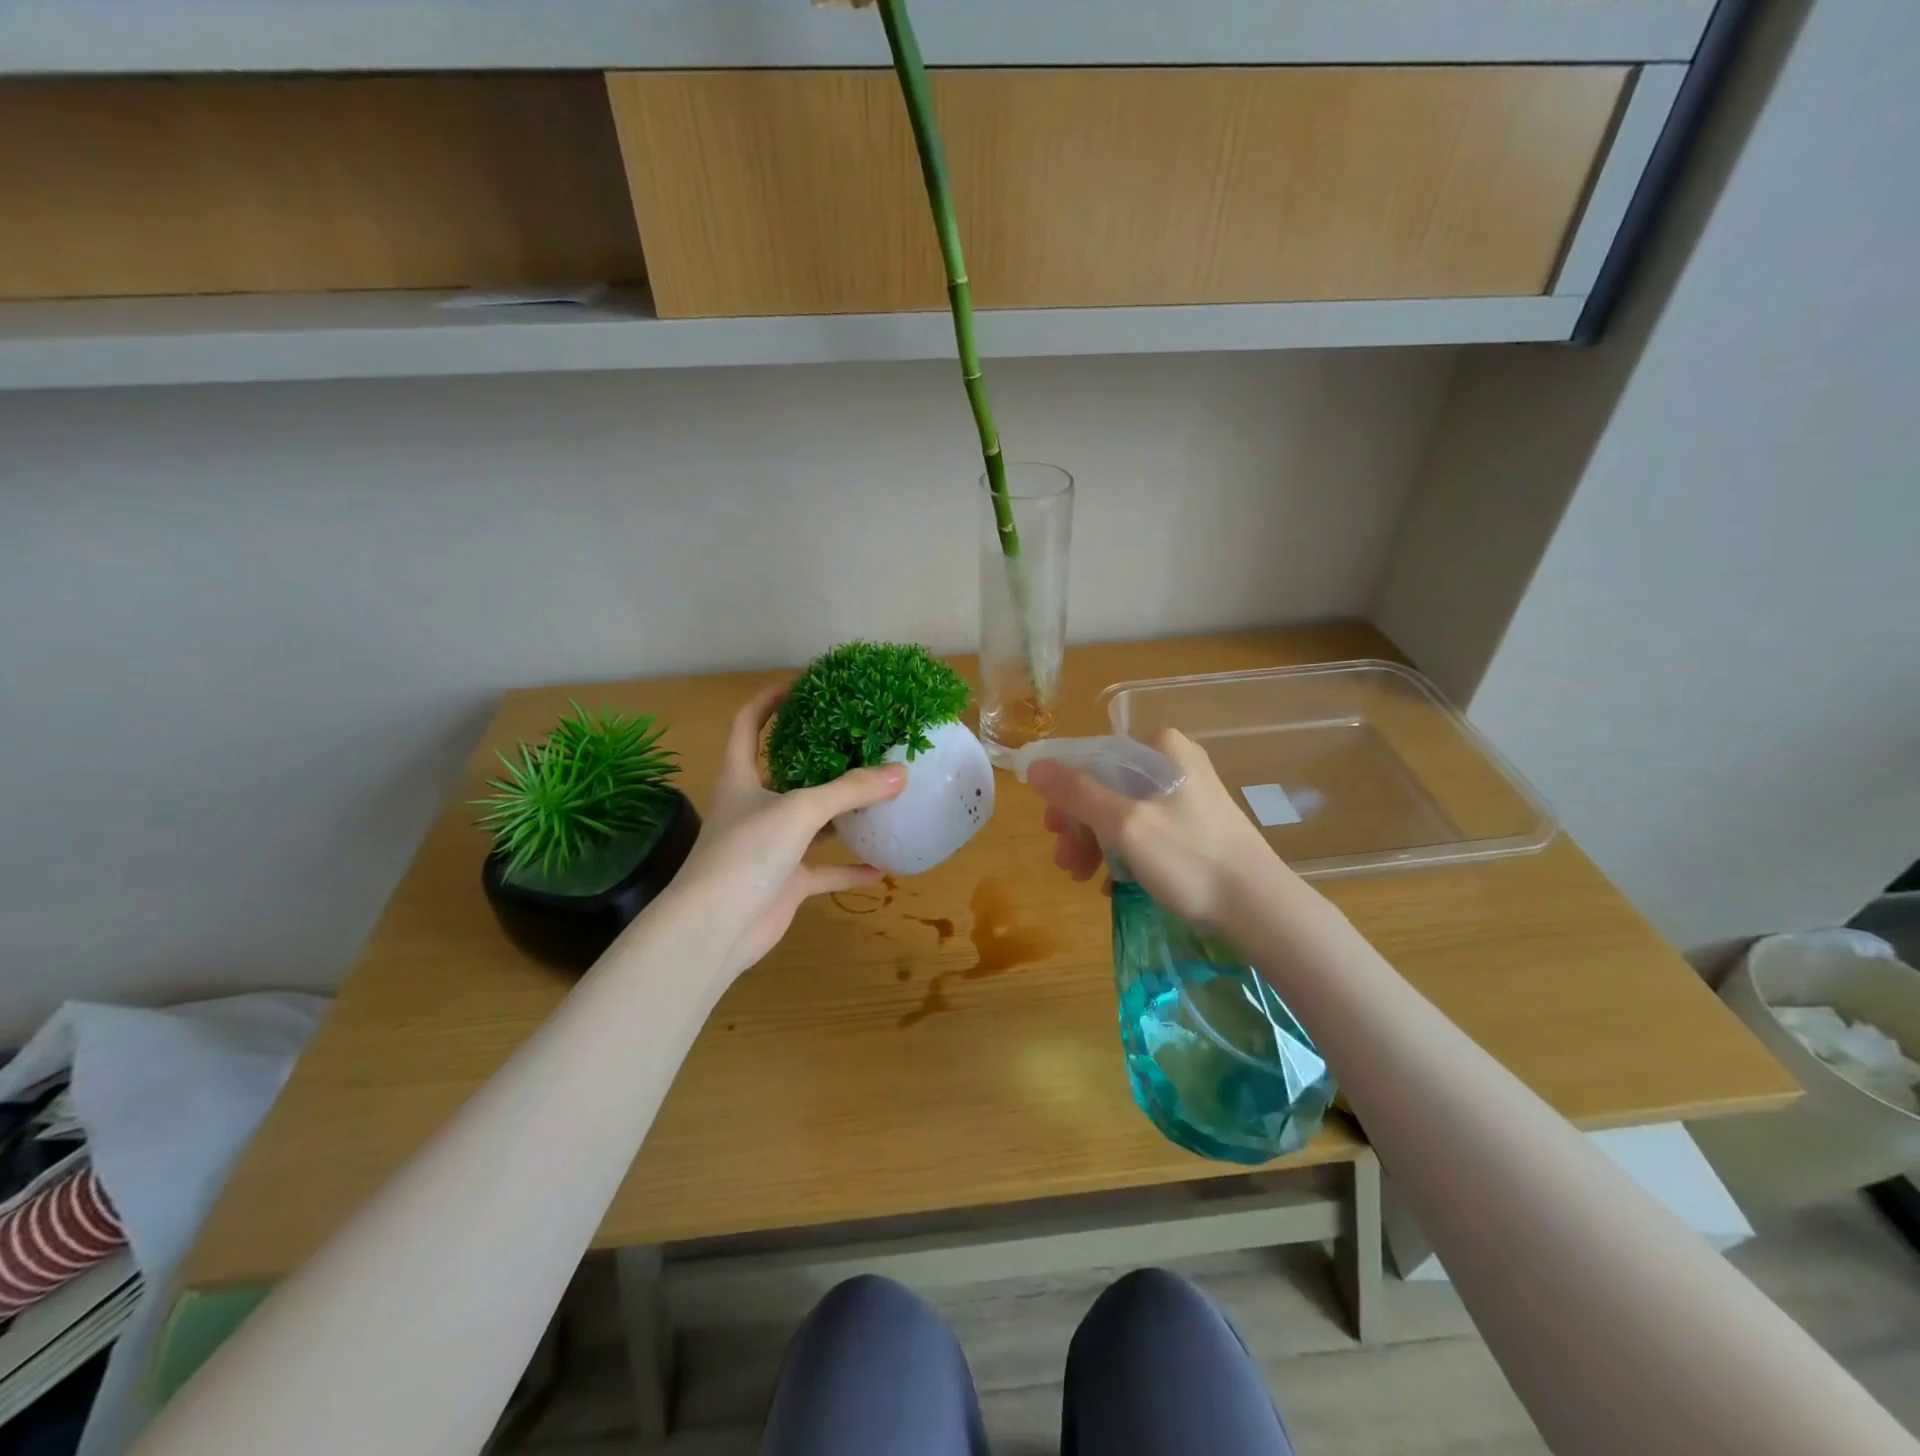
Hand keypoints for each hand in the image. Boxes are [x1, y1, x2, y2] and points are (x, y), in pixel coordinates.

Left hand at [662, 683, 906, 980]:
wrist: (715, 929)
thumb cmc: (747, 853)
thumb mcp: (801, 810)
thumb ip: (851, 789)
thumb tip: (901, 771)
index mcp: (741, 777)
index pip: (747, 724)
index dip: (769, 701)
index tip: (804, 684)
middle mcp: (754, 807)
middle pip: (786, 770)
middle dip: (819, 755)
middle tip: (859, 737)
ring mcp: (770, 846)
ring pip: (811, 821)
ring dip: (841, 812)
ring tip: (879, 792)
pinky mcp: (785, 882)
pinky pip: (824, 870)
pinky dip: (849, 869)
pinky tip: (881, 868)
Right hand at [1026, 729, 1294, 931]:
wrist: (1260, 908)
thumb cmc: (1190, 859)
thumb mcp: (1125, 824)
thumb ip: (1078, 793)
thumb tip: (1035, 765)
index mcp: (1160, 748)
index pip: (1092, 760)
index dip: (1064, 795)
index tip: (1052, 832)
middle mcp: (1174, 762)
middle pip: (1106, 786)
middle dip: (1080, 826)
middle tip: (1066, 863)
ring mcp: (1186, 794)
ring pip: (1122, 811)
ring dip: (1096, 843)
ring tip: (1082, 877)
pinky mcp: (1195, 824)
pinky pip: (1144, 829)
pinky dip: (1122, 853)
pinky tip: (1111, 883)